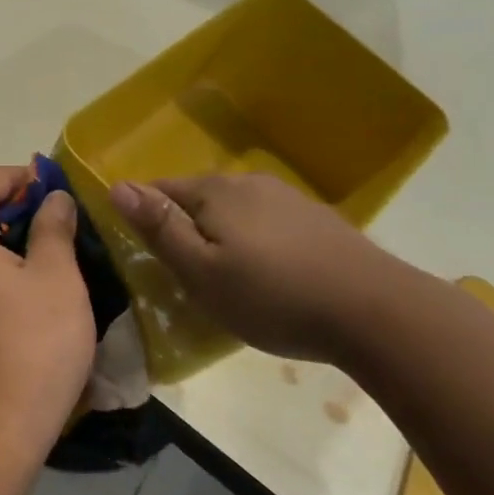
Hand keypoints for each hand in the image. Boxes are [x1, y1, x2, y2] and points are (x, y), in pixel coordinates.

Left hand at [0, 166, 97, 459]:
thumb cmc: (33, 344)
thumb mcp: (57, 278)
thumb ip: (53, 229)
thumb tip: (54, 200)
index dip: (13, 176)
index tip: (51, 192)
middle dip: (15, 206)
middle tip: (59, 222)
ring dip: (11, 238)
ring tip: (54, 254)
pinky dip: (0, 266)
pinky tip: (36, 290)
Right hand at [109, 173, 405, 364]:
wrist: (376, 312)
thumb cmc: (273, 296)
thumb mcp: (201, 271)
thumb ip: (159, 228)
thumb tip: (117, 186)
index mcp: (214, 191)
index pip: (160, 190)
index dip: (145, 219)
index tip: (147, 257)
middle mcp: (248, 182)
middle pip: (198, 200)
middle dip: (185, 230)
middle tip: (187, 278)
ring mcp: (287, 198)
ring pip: (234, 213)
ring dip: (222, 238)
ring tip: (229, 281)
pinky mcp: (316, 220)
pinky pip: (267, 225)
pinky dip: (256, 244)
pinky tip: (271, 276)